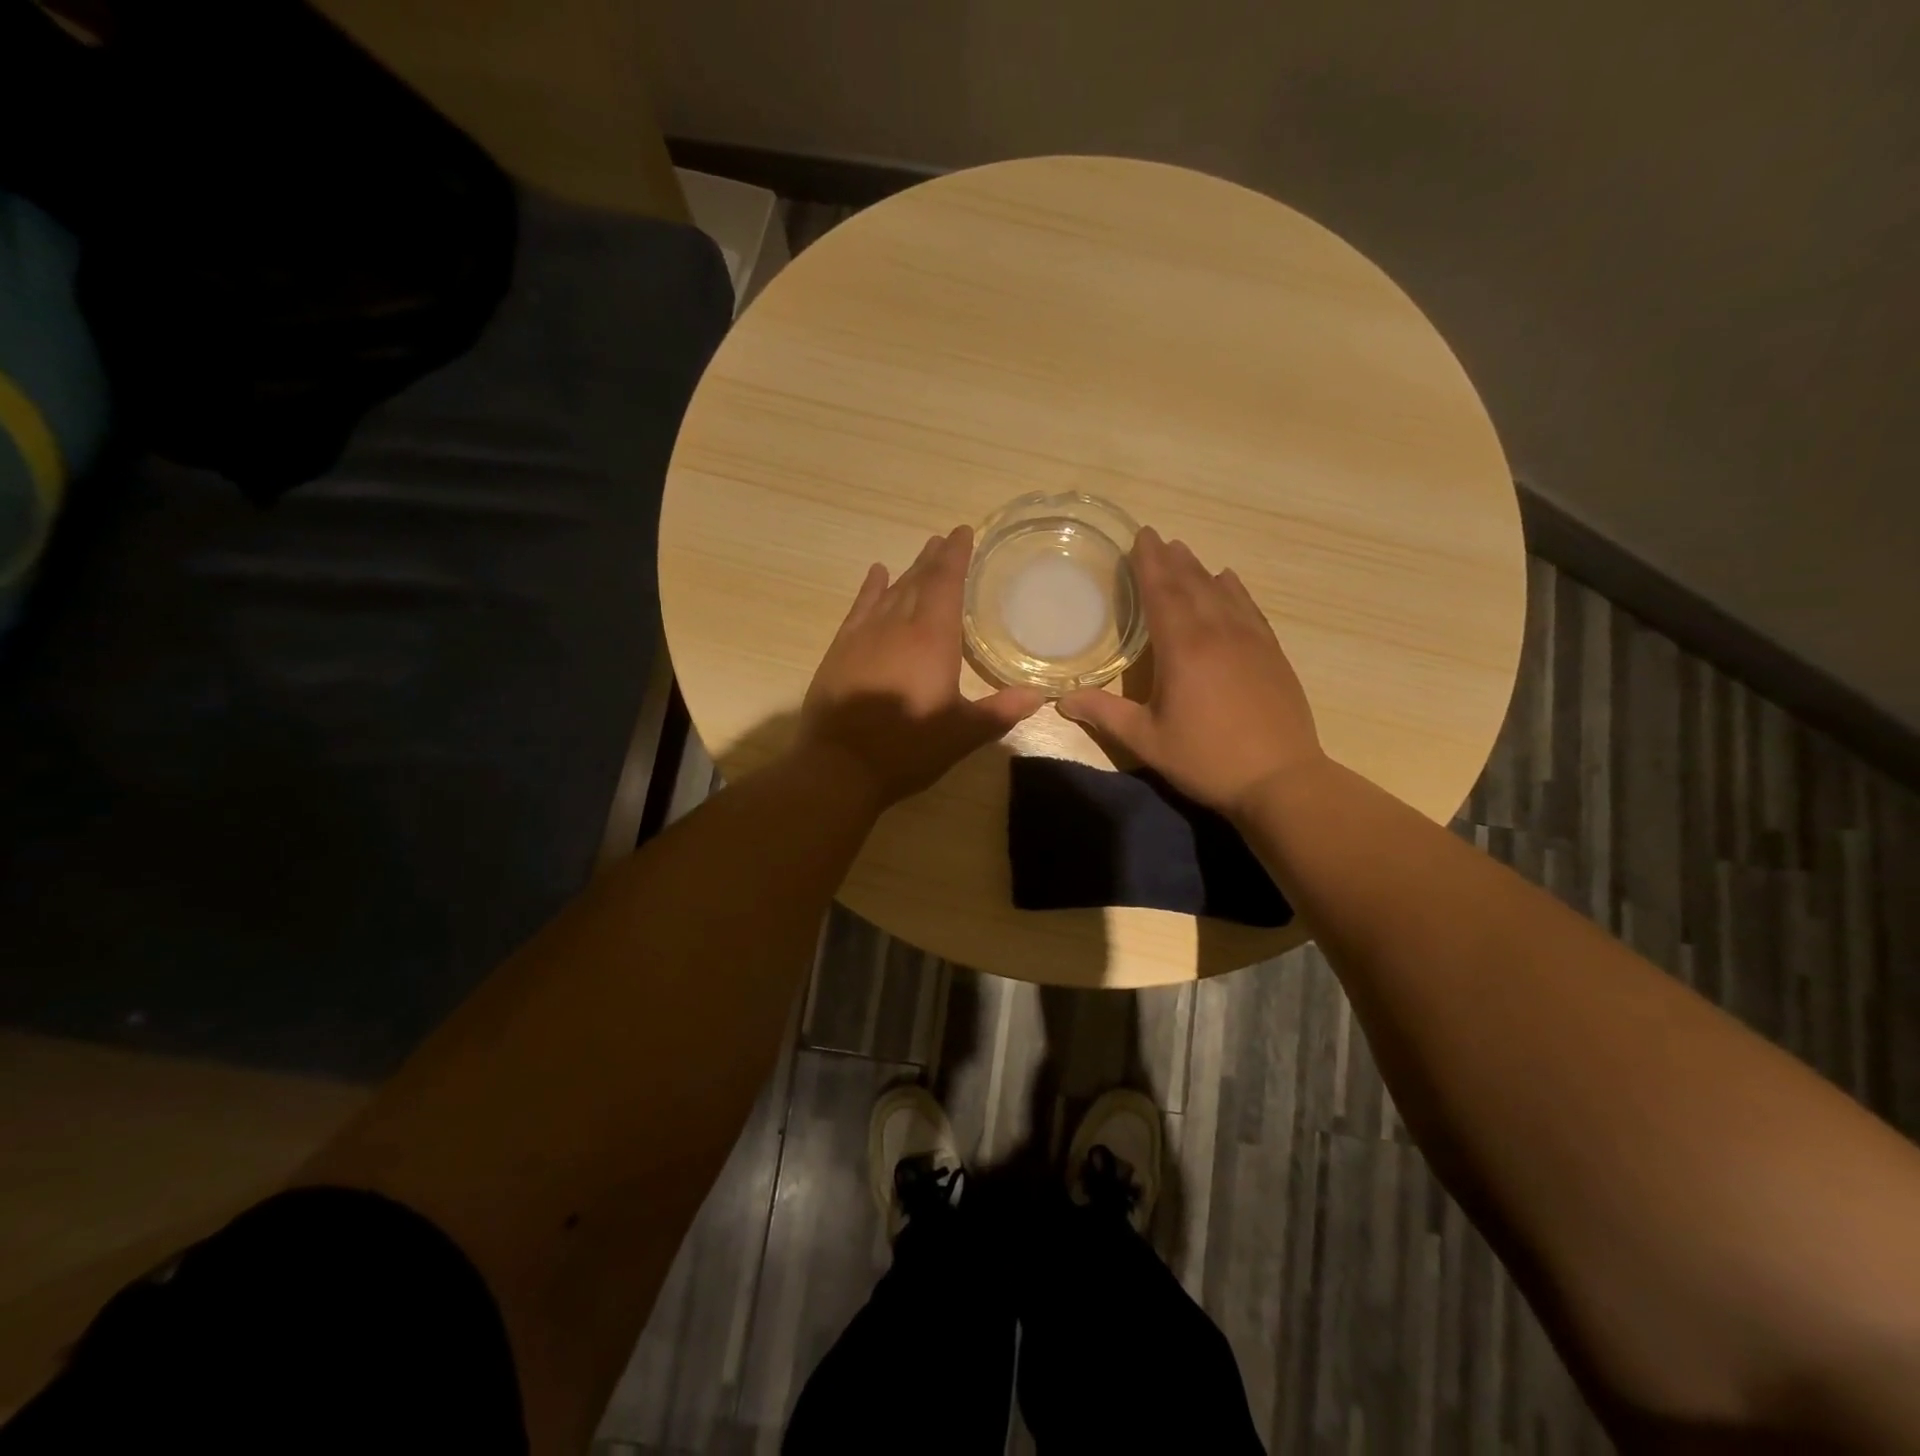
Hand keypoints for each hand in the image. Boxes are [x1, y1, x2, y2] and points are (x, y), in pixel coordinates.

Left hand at [797, 525, 1044, 810]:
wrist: (840, 766)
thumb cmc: (908, 748)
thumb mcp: (962, 733)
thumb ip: (1000, 711)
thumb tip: (1039, 696)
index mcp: (933, 638)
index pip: (947, 583)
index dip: (956, 556)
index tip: (963, 532)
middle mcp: (898, 625)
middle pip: (919, 581)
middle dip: (935, 559)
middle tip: (946, 539)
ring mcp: (865, 635)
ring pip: (891, 591)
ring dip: (908, 570)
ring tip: (923, 552)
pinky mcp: (841, 649)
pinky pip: (859, 608)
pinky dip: (870, 589)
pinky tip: (877, 574)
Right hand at [1057, 527, 1323, 818]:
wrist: (1280, 779)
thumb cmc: (1206, 759)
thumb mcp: (1147, 741)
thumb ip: (1105, 715)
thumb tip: (1063, 700)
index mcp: (1183, 649)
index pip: (1161, 593)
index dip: (1148, 564)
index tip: (1141, 537)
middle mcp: (1218, 633)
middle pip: (1192, 585)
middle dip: (1172, 560)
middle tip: (1157, 538)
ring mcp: (1250, 640)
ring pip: (1222, 592)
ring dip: (1200, 570)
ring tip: (1185, 552)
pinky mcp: (1272, 653)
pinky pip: (1249, 609)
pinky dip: (1235, 590)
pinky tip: (1229, 581)